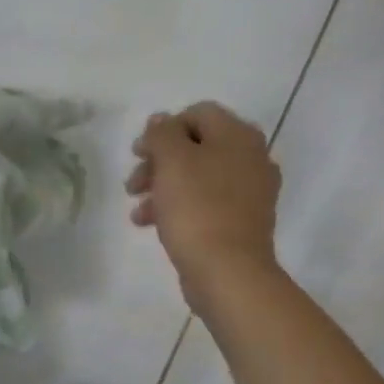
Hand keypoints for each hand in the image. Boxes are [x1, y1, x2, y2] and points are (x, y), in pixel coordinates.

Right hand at [128, 101, 283, 314]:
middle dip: (158, 162)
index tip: (139, 153)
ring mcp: (249, 190)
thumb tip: (161, 120)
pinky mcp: (240, 219)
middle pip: (195, 146)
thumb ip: (162, 134)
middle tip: (133, 183)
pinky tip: (152, 224)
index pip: (198, 113)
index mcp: (237, 136)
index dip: (164, 128)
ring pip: (196, 176)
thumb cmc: (196, 208)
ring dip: (161, 187)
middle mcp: (250, 157)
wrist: (227, 269)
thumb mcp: (171, 161)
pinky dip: (177, 206)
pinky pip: (204, 201)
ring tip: (138, 211)